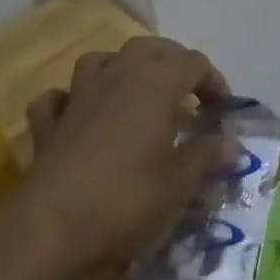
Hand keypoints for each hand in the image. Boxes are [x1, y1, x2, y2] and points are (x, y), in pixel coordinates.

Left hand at [17, 37, 229, 279]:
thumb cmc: (127, 202)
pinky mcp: (46, 125)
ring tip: (137, 94)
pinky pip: (59, 98)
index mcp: (155, 84)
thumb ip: (207, 156)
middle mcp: (116, 77)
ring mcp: (77, 97)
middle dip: (171, 63)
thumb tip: (232, 143)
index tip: (223, 111)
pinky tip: (81, 116)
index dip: (214, 81)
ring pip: (100, 61)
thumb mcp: (180, 184)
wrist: (50, 231)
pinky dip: (72, 100)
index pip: (194, 63)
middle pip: (148, 48)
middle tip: (186, 93)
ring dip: (122, 69)